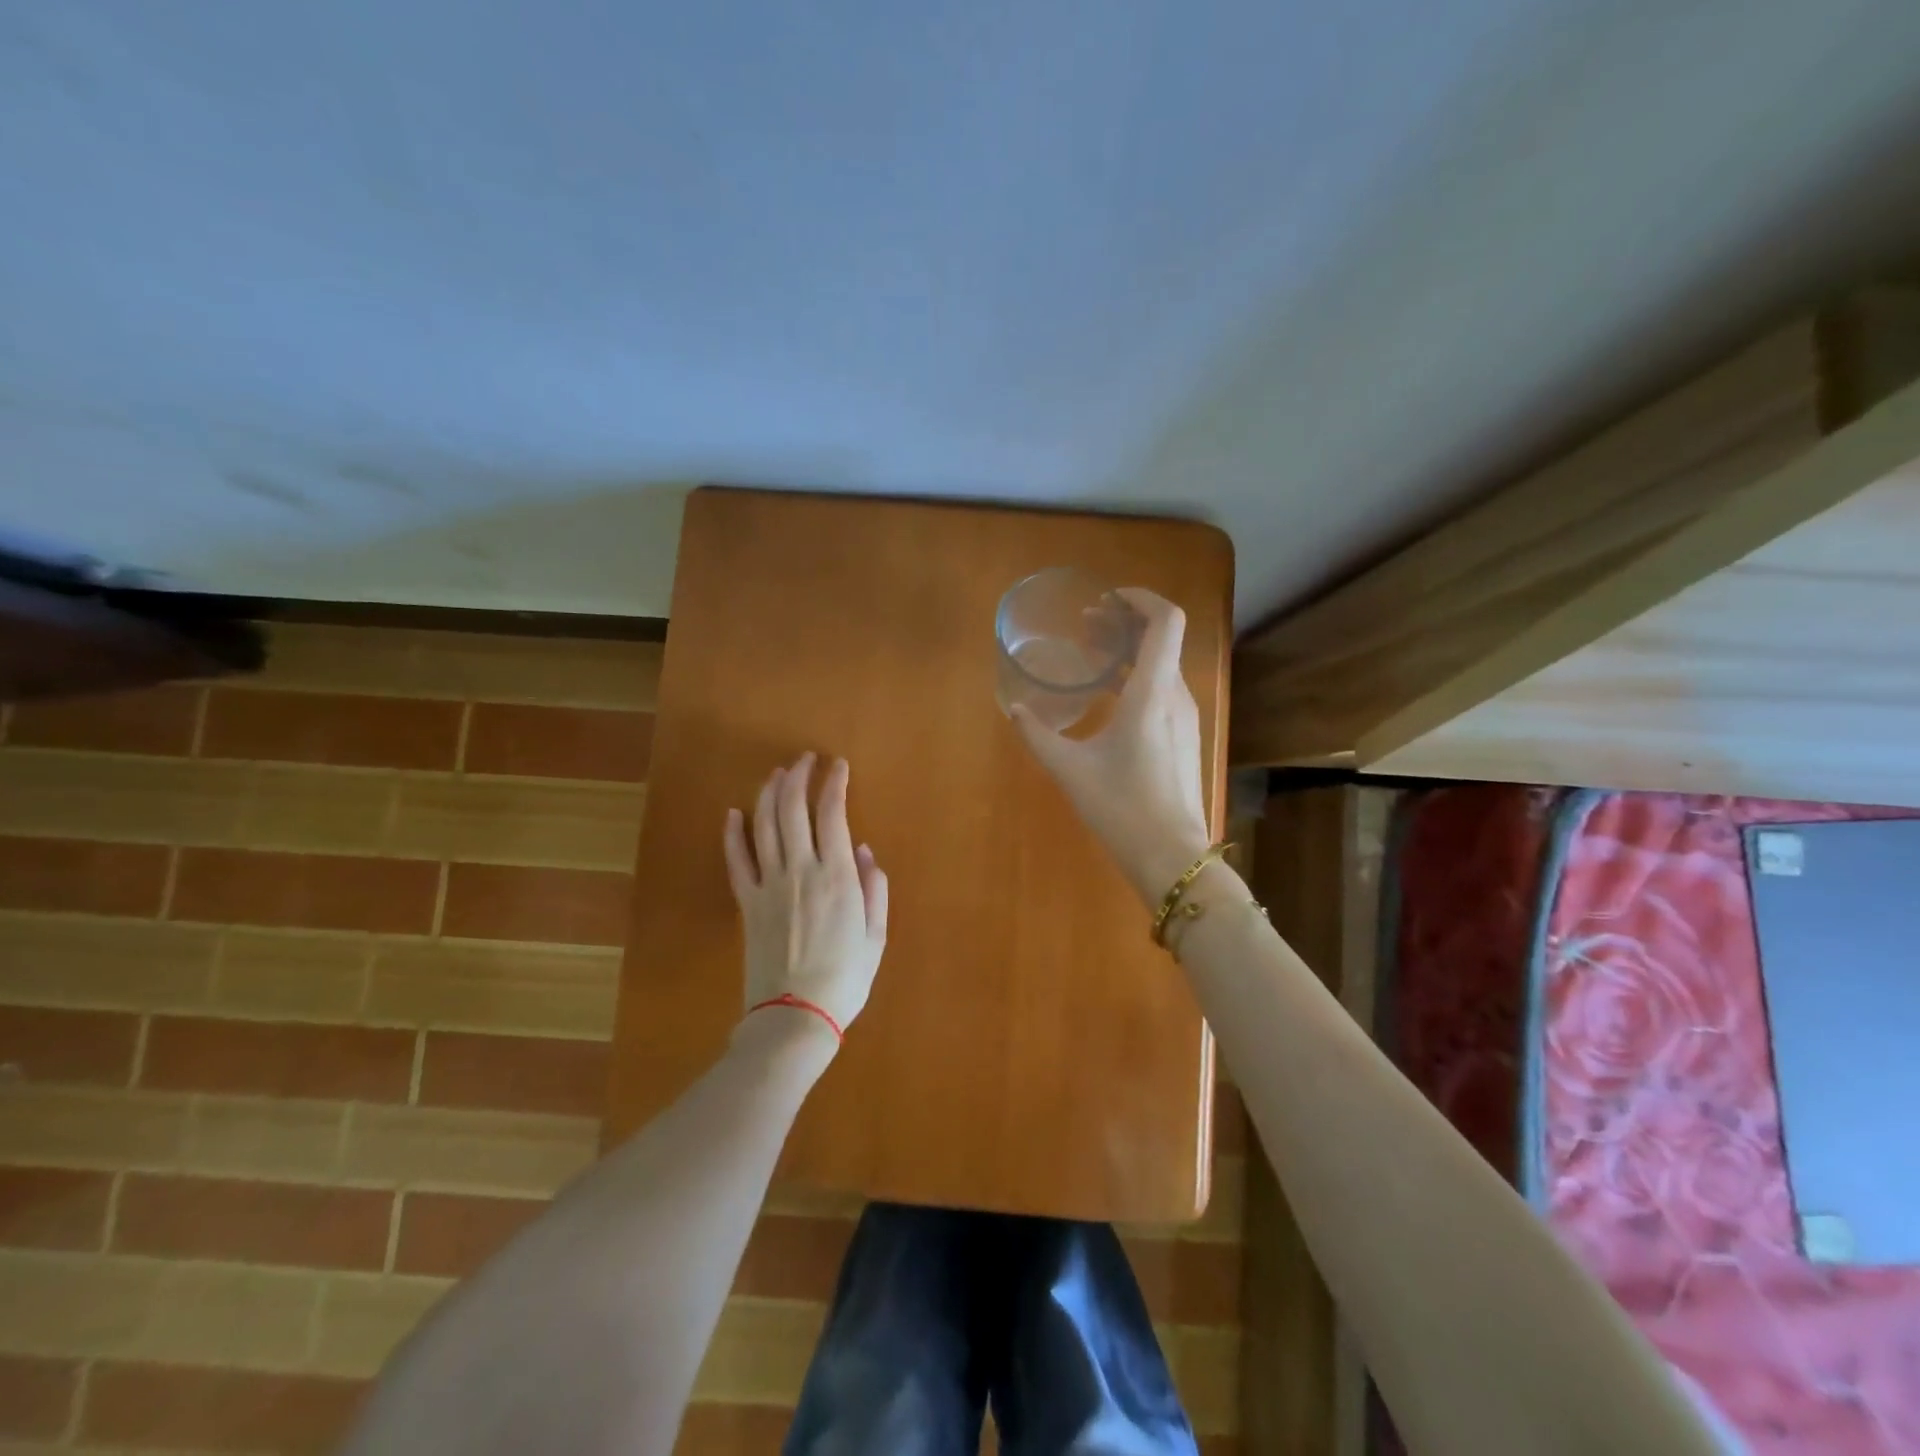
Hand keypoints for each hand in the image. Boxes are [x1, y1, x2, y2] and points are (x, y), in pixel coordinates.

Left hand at [722, 753, 888, 1039]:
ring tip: (777, 774)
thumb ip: (875, 889)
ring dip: (769, 794)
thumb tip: (865, 851)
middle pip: (793, 809)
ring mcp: (769, 885)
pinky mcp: (747, 903)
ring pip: (764, 826)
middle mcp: (800, 871)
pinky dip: (733, 834)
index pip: (832, 814)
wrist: (794, 1017)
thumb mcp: (875, 936)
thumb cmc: (845, 979)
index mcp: (837, 877)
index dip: (834, 784)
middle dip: (799, 777)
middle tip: (805, 759)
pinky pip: (737, 861)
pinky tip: (733, 813)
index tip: (838, 766)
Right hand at [1010, 589, 1212, 904]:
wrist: (1172, 856)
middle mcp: (1176, 696)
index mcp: (1152, 692)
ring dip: (1131, 651)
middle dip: (1125, 623)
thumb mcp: (1070, 769)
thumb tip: (1015, 710)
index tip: (1106, 600)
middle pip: (1163, 638)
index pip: (1166, 620)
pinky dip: (1138, 676)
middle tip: (1086, 626)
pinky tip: (1109, 695)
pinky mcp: (1184, 737)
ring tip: (1093, 655)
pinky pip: (1164, 688)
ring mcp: (1185, 717)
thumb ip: (1038, 735)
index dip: (1140, 599)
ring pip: (1164, 664)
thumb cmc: (1121, 808)